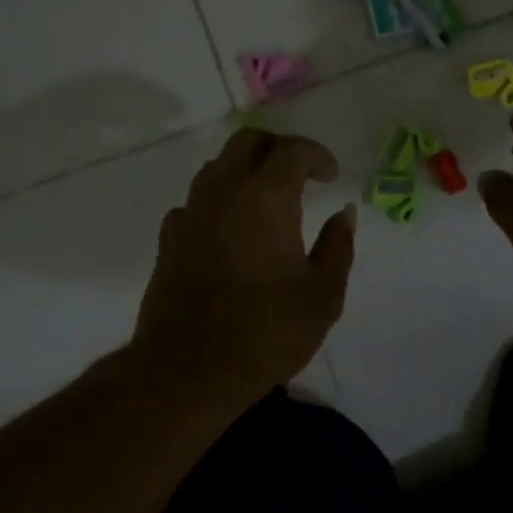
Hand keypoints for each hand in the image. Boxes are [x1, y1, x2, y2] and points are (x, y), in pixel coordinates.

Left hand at [133, 127, 356, 393]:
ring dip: (245, 171)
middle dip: (277, 148)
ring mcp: (190, 213)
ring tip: (267, 201)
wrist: (189, 370)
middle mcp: (223, 192)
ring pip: (217, 167)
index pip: (291, 150)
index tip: (331, 176)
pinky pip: (196, 201)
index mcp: (266, 197)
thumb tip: (344, 213)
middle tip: (300, 174)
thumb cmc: (267, 332)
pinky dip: (218, 202)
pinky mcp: (168, 239)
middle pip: (247, 142)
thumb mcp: (323, 295)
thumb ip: (338, 246)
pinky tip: (230, 231)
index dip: (316, 155)